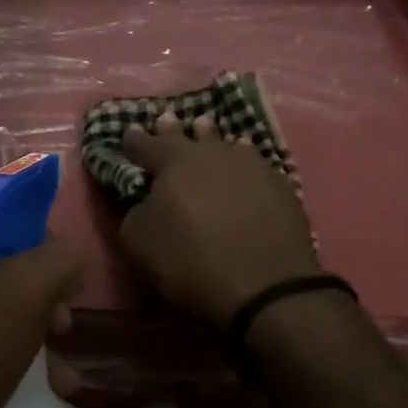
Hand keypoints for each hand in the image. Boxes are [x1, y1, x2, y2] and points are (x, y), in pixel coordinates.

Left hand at [0, 222, 84, 407]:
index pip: (3, 218)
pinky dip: (7, 350)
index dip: (44, 245)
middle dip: (42, 295)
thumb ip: (62, 257)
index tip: (66, 282)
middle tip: (63, 324)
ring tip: (59, 367)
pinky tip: (43, 384)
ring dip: (32, 329)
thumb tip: (71, 256)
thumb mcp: (28, 292)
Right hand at [118, 113, 320, 326]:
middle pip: (188, 134)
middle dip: (172, 130)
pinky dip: (242, 161)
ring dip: (211, 140)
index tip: (127, 135)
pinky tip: (243, 165)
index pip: (144, 143)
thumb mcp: (138, 243)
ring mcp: (251, 164)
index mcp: (173, 161)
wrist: (265, 287)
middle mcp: (212, 152)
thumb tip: (142, 201)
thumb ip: (132, 212)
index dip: (133, 141)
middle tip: (166, 120)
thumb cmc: (191, 262)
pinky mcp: (280, 184)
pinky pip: (253, 163)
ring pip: (224, 143)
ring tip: (206, 134)